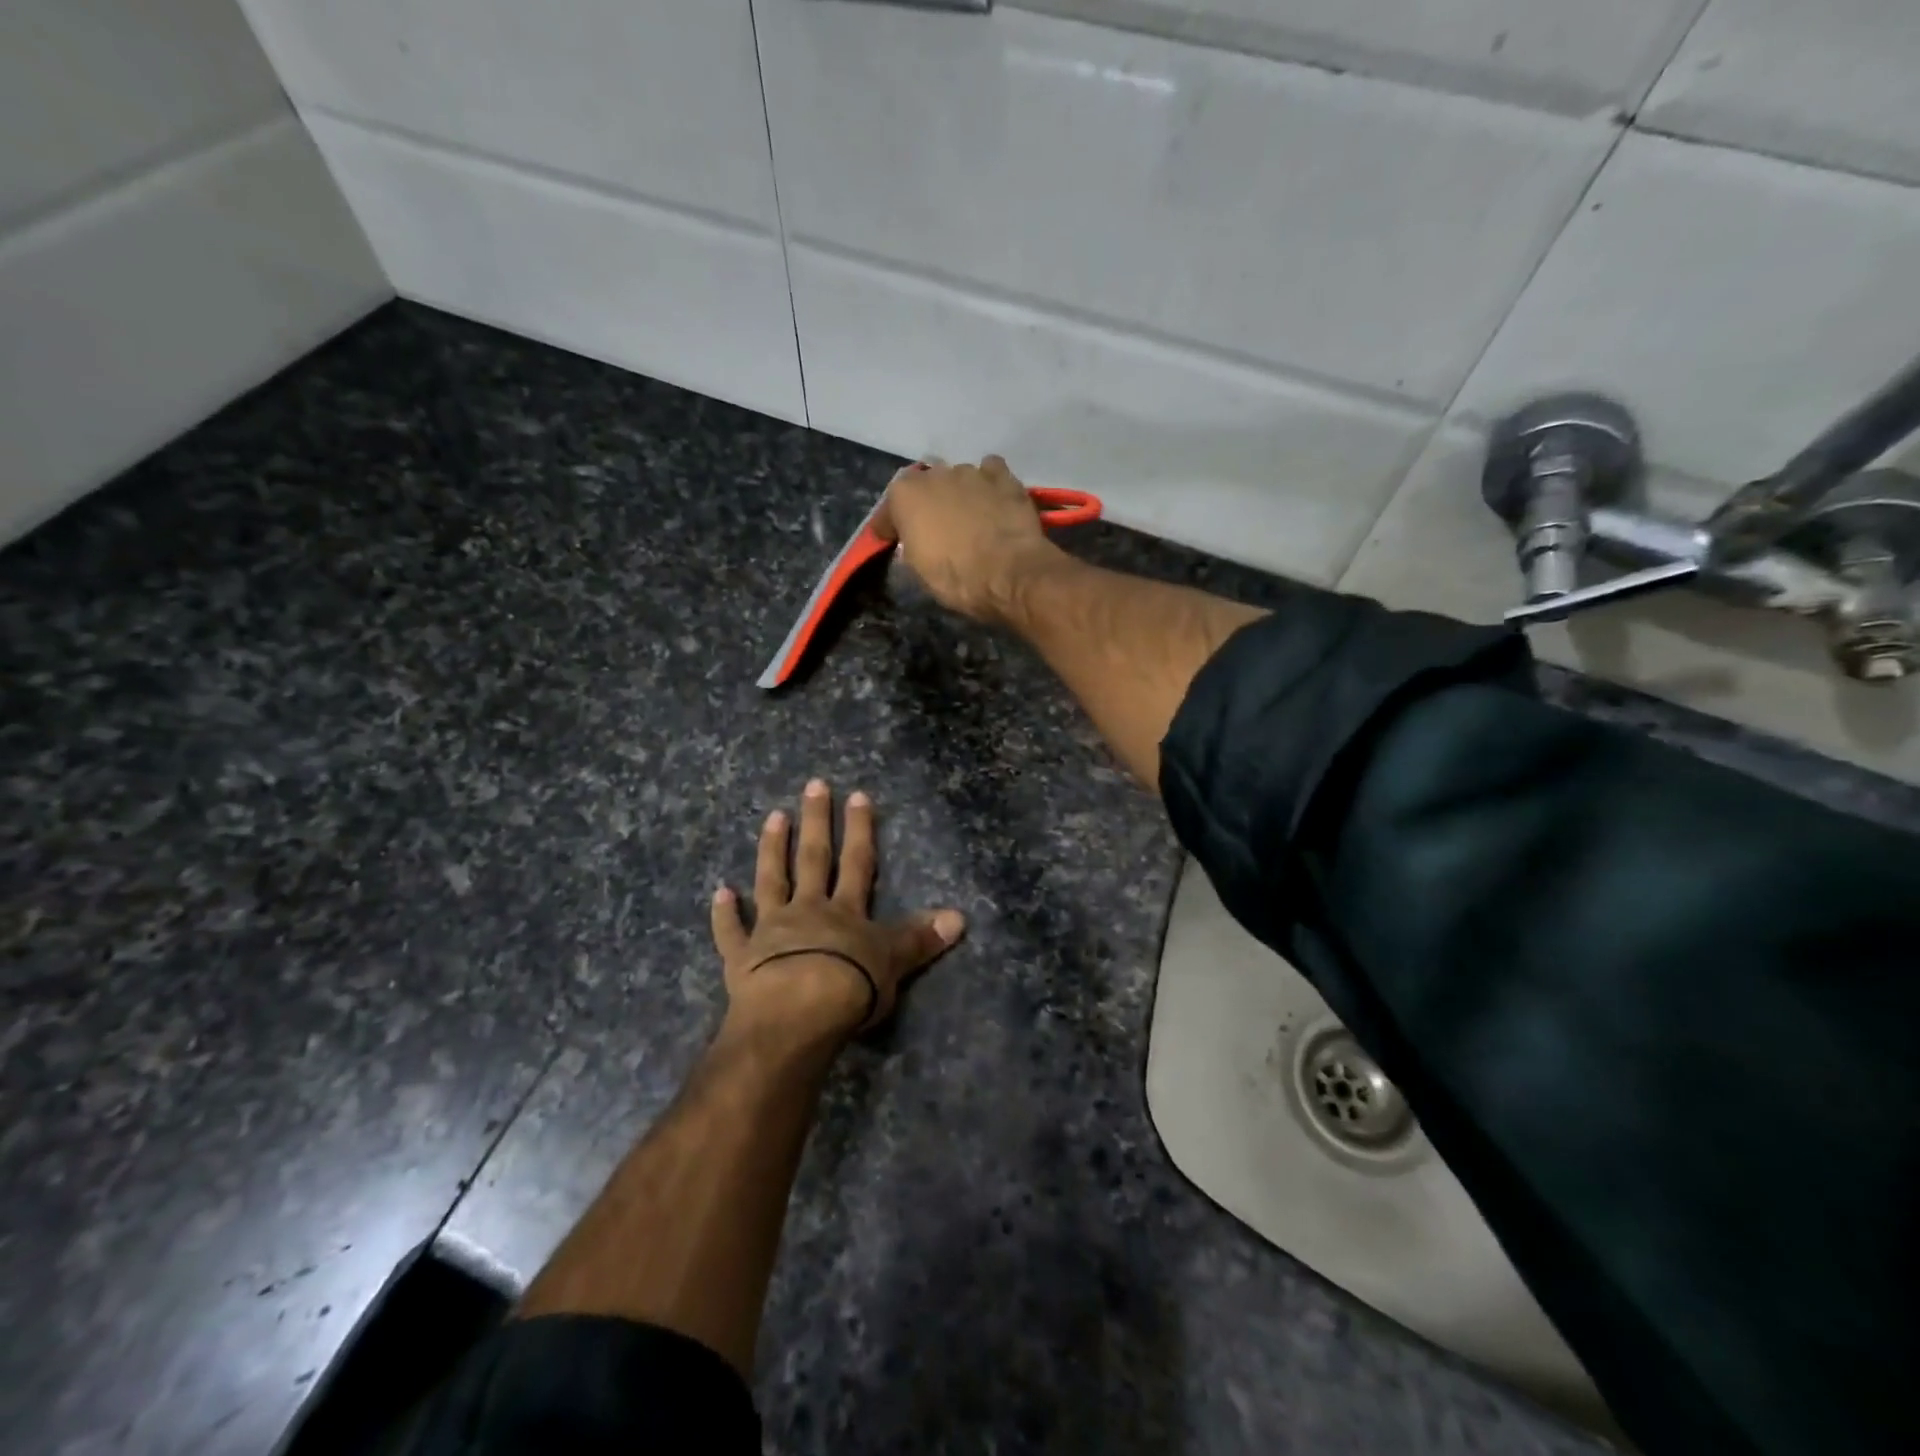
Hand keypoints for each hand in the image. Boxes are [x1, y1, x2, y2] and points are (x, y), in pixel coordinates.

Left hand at [711, 779, 964, 1041]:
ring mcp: (771, 930)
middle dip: (816, 822)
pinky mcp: (742, 957)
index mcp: (845, 911)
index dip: (860, 829)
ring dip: (772, 850)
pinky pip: (731, 932)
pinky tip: (719, 892)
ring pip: (771, 881)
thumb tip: (961, 916)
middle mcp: (807, 910)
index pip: (857, 862)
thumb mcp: (895, 963)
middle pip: (813, 859)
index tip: (857, 796)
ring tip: (773, 817)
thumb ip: (921, 938)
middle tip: (813, 785)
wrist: (795, 1015)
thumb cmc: (850, 988)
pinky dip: (724, 914)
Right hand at [872, 455, 1064, 625]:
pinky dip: (987, 484)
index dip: (889, 526)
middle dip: (925, 504)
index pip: (888, 508)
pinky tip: (991, 500)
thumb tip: (910, 547)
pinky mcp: (1004, 477)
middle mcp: (935, 474)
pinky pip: (990, 472)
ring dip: (957, 493)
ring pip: (957, 477)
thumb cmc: (957, 578)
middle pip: (924, 486)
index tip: (892, 540)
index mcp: (905, 495)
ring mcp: (971, 472)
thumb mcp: (919, 574)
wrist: (1010, 573)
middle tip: (933, 529)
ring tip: (966, 517)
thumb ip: (909, 550)